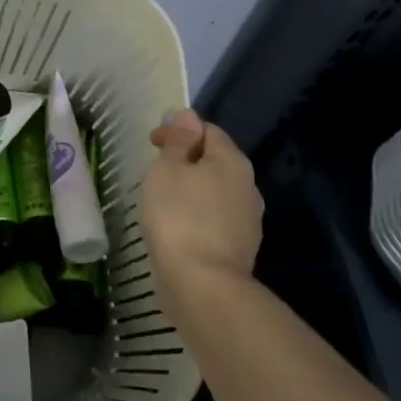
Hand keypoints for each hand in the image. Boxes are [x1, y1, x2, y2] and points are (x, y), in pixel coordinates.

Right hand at [141, 108, 264, 309]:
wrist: (203, 285)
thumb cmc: (178, 216)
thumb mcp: (168, 169)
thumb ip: (178, 140)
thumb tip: (188, 115)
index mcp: (232, 160)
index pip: (207, 130)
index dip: (179, 130)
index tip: (152, 143)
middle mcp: (248, 185)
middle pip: (215, 160)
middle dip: (187, 160)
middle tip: (155, 170)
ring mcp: (248, 219)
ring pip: (216, 191)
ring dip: (193, 190)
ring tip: (163, 200)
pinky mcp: (240, 248)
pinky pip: (216, 219)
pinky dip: (197, 215)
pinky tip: (178, 227)